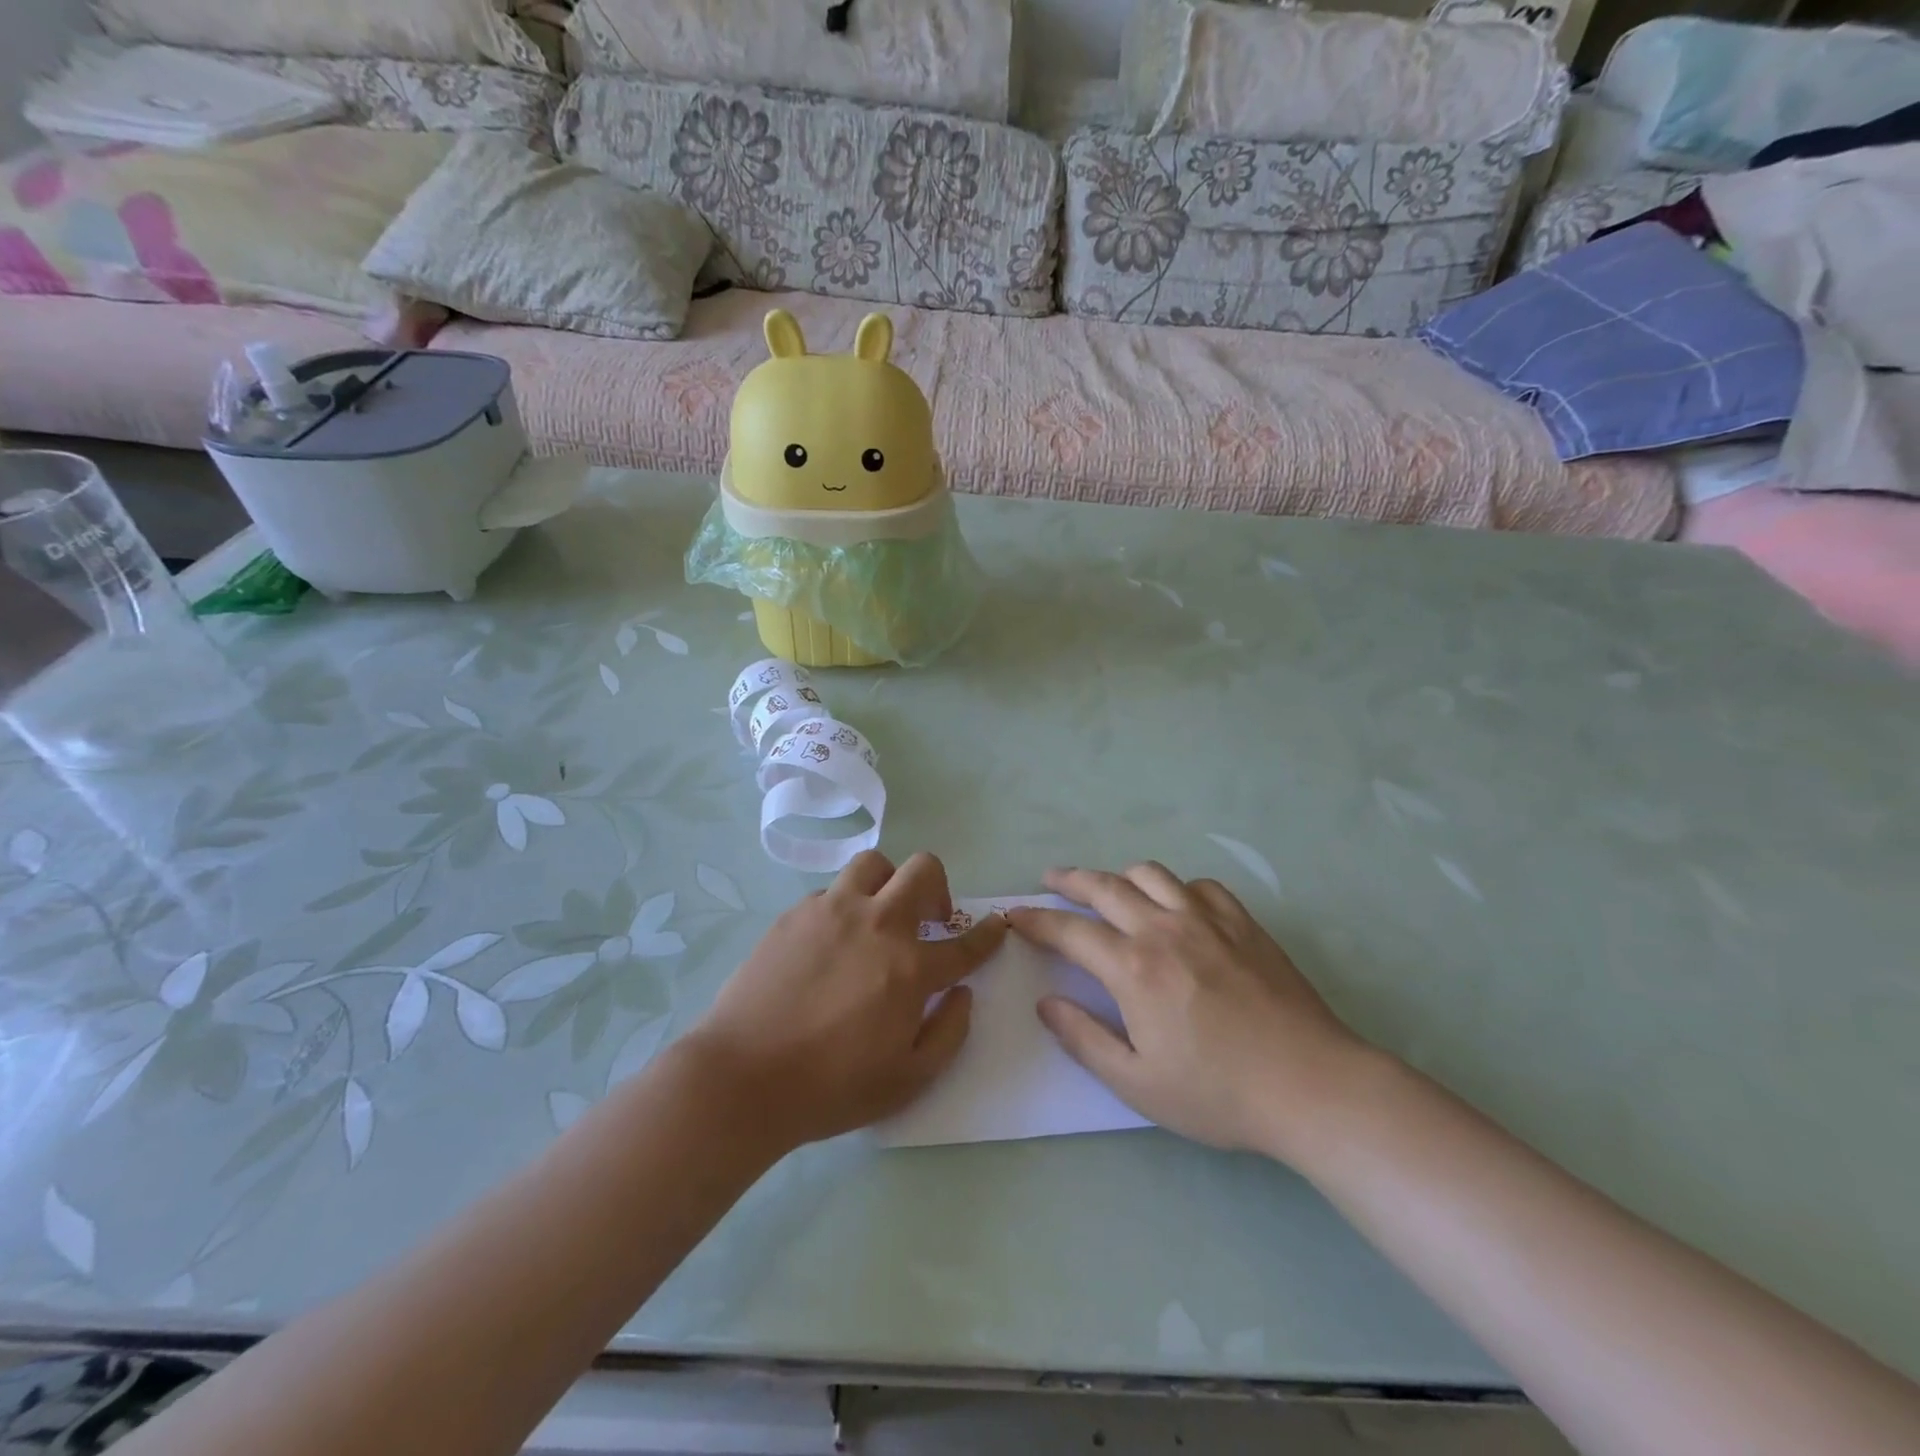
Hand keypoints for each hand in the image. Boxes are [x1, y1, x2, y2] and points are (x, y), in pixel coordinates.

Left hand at [685, 851, 1005, 1150]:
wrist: (743, 1078)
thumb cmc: (830, 1087)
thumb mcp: (907, 1080)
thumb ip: (948, 1033)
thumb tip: (962, 993)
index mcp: (910, 968)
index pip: (965, 943)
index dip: (989, 932)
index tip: (997, 924)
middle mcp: (877, 925)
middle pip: (924, 870)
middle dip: (939, 888)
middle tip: (930, 919)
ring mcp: (832, 911)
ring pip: (875, 864)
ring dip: (888, 883)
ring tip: (879, 914)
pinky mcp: (795, 913)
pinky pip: (831, 891)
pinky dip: (844, 906)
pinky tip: (832, 939)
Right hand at [1011, 865, 1369, 1159]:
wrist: (1310, 1085)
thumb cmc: (1218, 1093)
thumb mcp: (1137, 1082)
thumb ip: (1084, 1039)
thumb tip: (1046, 1003)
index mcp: (1133, 967)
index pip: (1070, 930)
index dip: (1037, 920)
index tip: (1016, 915)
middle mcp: (1164, 928)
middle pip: (1105, 887)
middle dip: (1070, 880)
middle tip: (1050, 880)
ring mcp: (1208, 919)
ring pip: (1151, 874)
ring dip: (1120, 876)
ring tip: (1108, 887)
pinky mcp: (1243, 923)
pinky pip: (1199, 886)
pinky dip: (1176, 887)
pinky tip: (1177, 904)